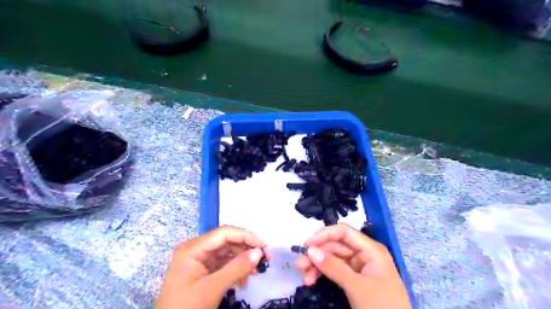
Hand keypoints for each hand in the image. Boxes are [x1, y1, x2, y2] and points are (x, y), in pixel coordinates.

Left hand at [155, 224, 267, 308]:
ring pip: (227, 252)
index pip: (224, 233)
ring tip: (256, 271)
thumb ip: (236, 268)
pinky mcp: (203, 270)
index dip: (246, 236)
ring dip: (243, 260)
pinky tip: (243, 280)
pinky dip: (235, 269)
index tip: (264, 245)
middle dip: (246, 248)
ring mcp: (199, 259)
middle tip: (265, 258)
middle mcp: (196, 249)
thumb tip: (259, 252)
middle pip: (227, 241)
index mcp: (193, 248)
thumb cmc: (186, 308)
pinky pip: (223, 263)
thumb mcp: (212, 288)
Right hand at [297, 224, 407, 308]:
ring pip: (333, 258)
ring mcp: (358, 267)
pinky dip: (323, 274)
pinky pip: (335, 270)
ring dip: (317, 265)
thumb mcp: (357, 287)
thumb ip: (334, 267)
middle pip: (335, 245)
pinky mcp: (354, 279)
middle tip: (300, 266)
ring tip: (304, 277)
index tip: (307, 245)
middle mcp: (364, 254)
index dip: (324, 234)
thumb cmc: (382, 307)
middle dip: (317, 254)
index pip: (344, 232)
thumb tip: (310, 250)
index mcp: (370, 249)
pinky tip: (312, 280)